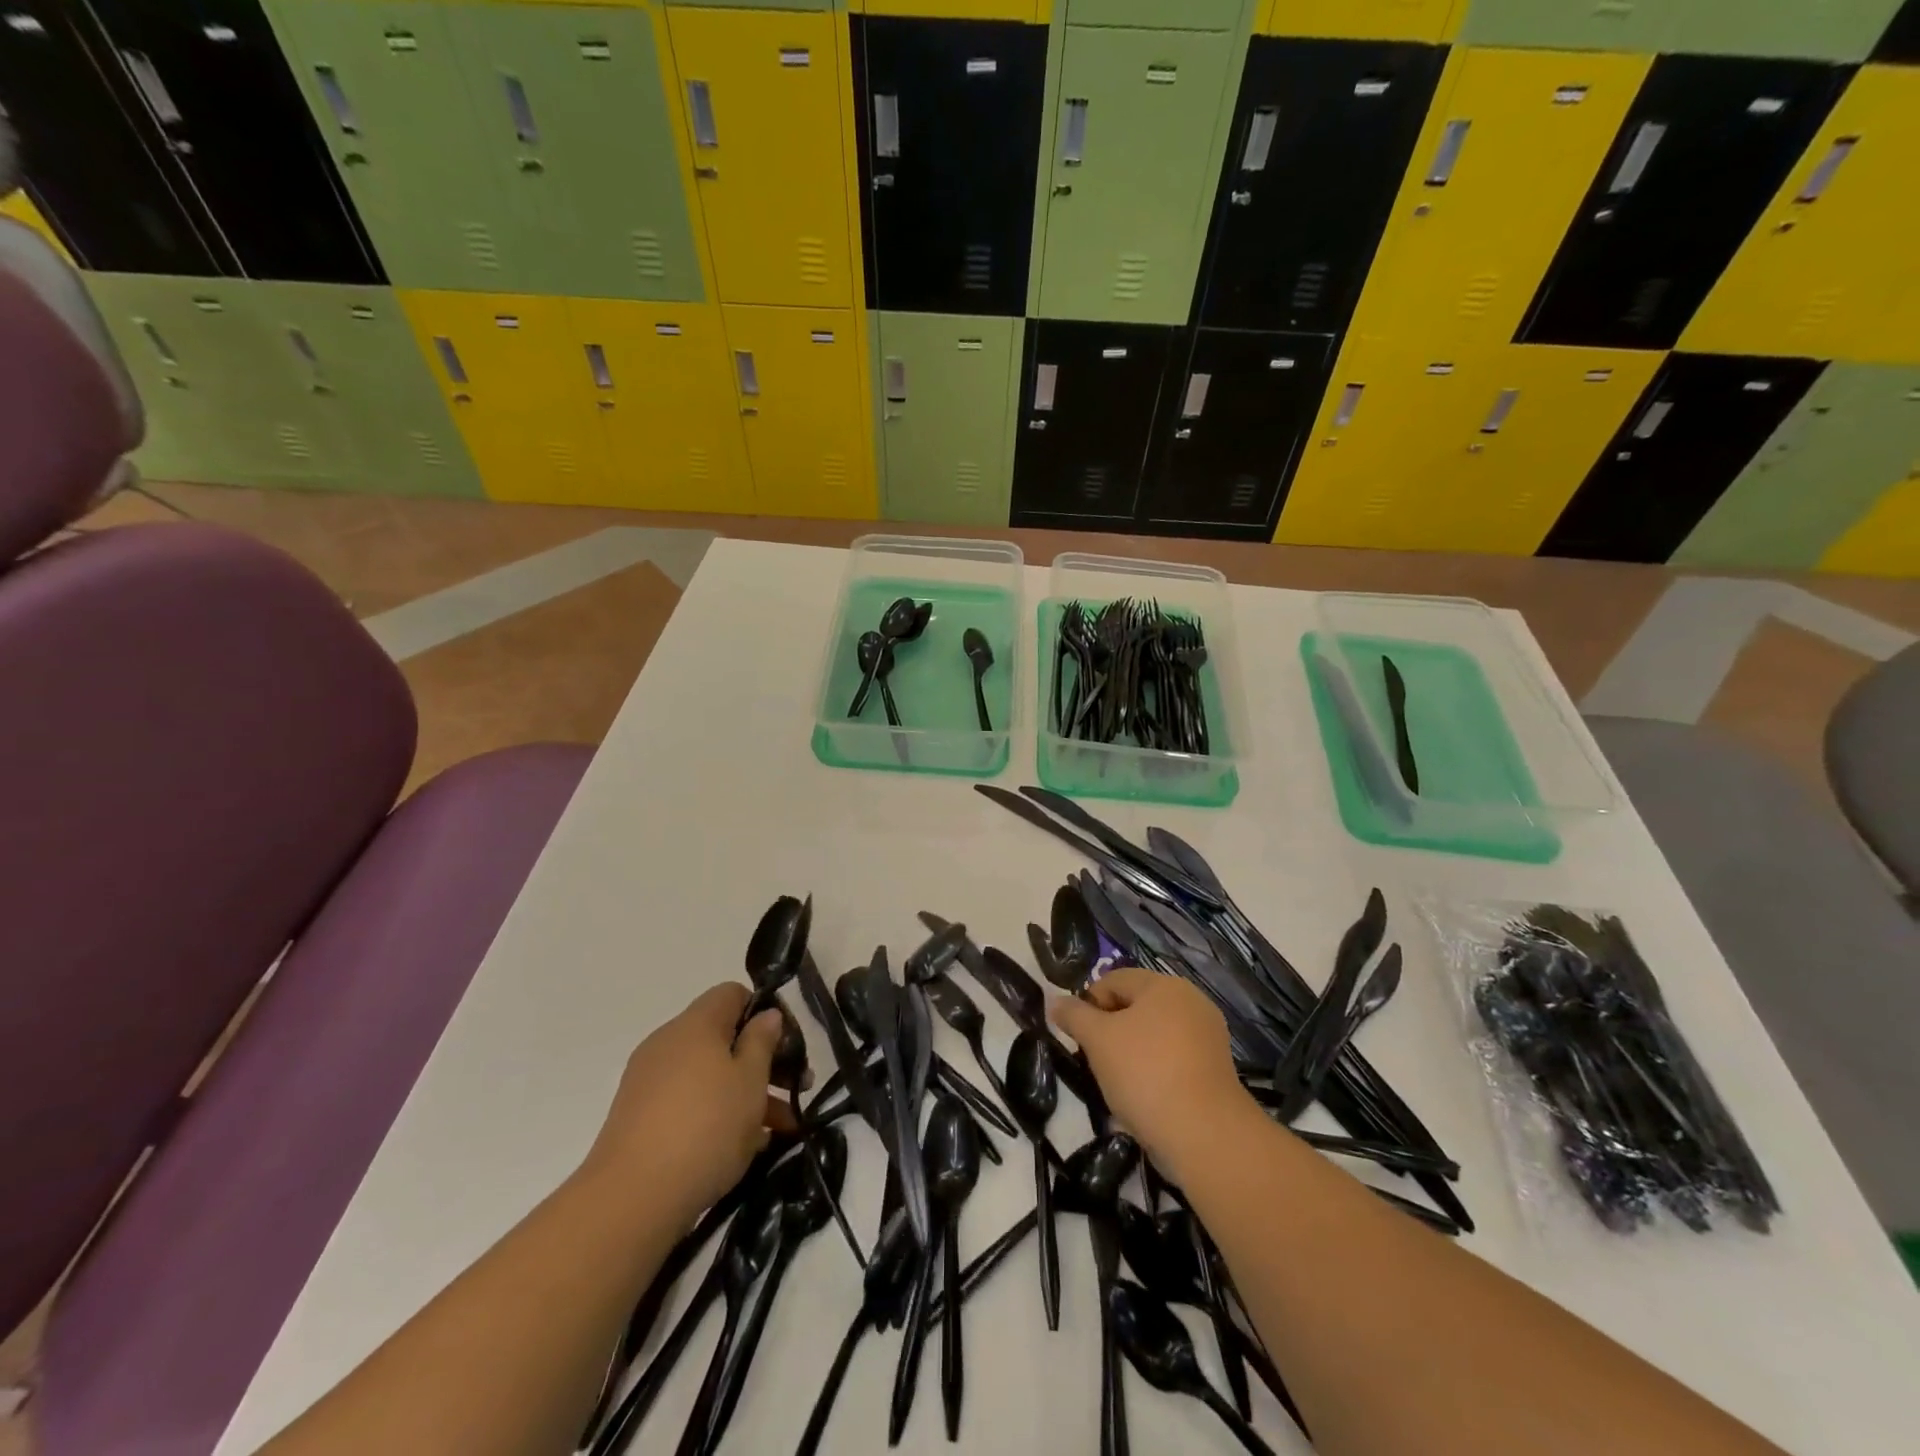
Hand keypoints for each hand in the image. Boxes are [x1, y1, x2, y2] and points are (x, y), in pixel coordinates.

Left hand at [581, 983, 795, 1224]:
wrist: (631, 1200)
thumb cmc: (705, 1127)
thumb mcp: (750, 1080)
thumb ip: (763, 1041)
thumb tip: (767, 1015)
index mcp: (695, 1024)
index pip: (732, 994)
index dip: (764, 1012)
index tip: (787, 1045)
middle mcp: (668, 1043)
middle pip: (723, 1037)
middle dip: (763, 1061)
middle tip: (796, 1089)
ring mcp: (649, 1082)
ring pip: (710, 1075)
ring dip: (746, 1093)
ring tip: (780, 1129)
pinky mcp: (639, 1119)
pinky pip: (689, 1102)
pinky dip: (717, 1114)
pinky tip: (744, 1147)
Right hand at [1050, 968, 1257, 1183]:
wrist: (1205, 1135)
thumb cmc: (1145, 1073)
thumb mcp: (1097, 1040)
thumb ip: (1073, 1015)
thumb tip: (1056, 1002)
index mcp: (1164, 985)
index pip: (1114, 980)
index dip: (1089, 1004)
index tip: (1079, 1037)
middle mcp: (1191, 1002)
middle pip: (1136, 1006)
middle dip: (1111, 1031)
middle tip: (1096, 1061)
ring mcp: (1208, 1037)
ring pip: (1154, 1036)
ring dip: (1131, 1054)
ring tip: (1119, 1084)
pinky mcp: (1216, 1070)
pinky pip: (1174, 1061)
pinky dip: (1155, 1073)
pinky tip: (1145, 1099)